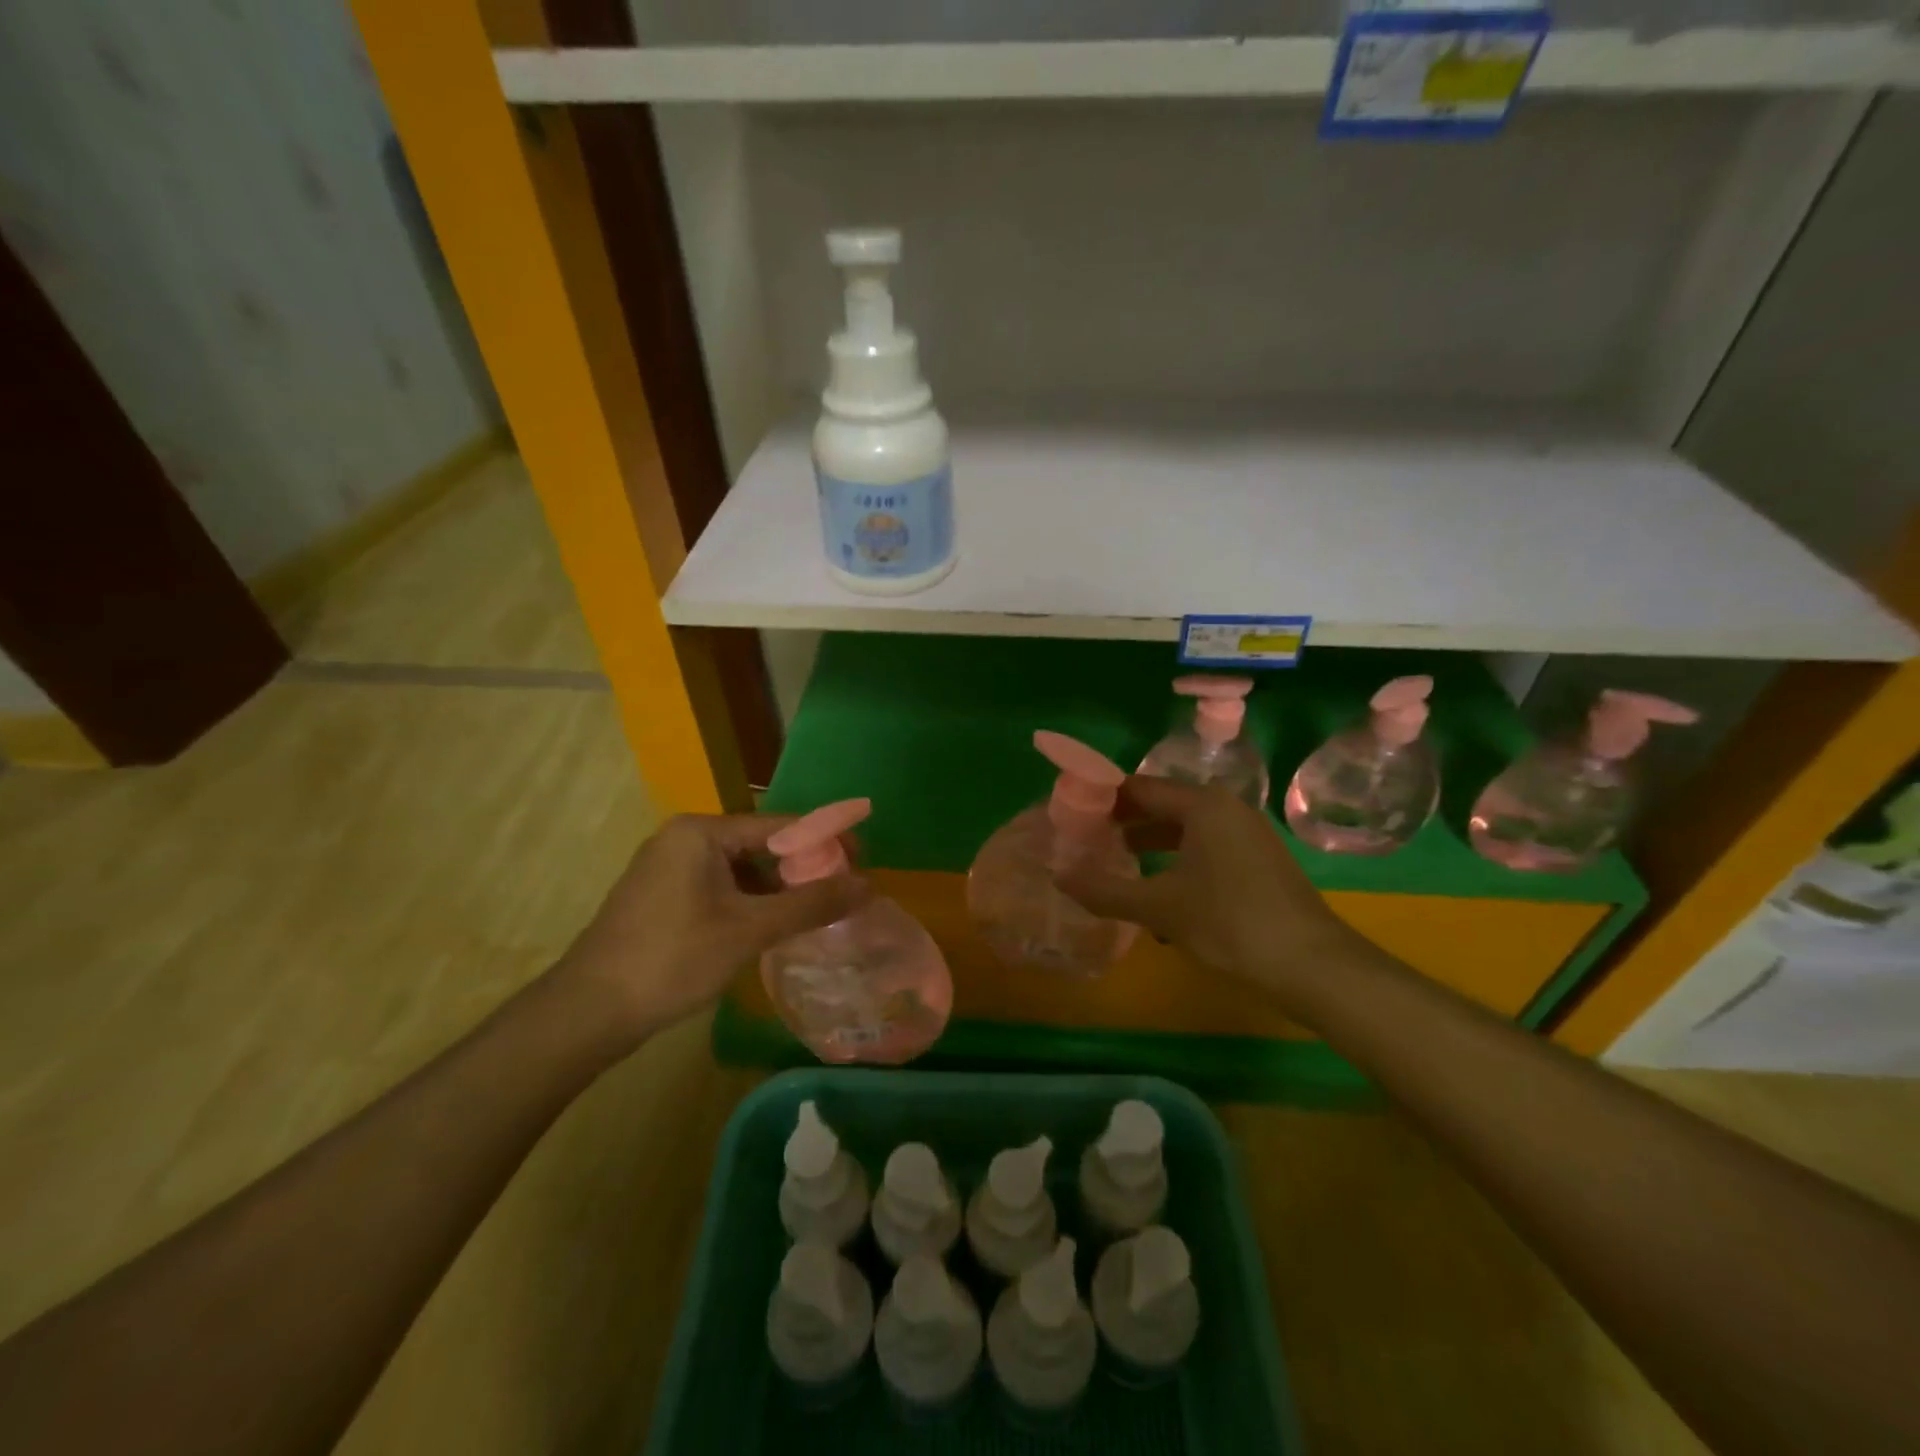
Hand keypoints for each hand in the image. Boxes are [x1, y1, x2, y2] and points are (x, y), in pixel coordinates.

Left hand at [554, 813, 867, 1043]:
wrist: (588, 1012)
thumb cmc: (672, 959)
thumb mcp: (749, 931)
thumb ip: (810, 905)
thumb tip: (869, 886)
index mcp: (701, 832)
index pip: (778, 825)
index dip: (824, 840)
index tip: (862, 858)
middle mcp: (684, 839)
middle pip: (760, 846)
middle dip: (801, 870)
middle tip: (842, 891)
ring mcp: (669, 868)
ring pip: (741, 871)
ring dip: (777, 891)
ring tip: (814, 914)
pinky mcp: (664, 897)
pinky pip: (721, 889)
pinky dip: (750, 904)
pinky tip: (771, 928)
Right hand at [1053, 777, 1368, 1004]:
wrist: (1314, 966)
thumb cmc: (1230, 923)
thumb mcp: (1159, 907)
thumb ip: (1105, 890)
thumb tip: (1058, 876)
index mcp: (1203, 805)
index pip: (1140, 788)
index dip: (1102, 800)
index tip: (1071, 816)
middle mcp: (1227, 809)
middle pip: (1162, 806)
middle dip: (1124, 825)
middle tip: (1086, 842)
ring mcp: (1247, 835)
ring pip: (1185, 831)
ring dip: (1149, 847)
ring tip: (1115, 866)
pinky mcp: (1259, 863)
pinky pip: (1205, 850)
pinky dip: (1177, 863)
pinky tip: (1160, 897)